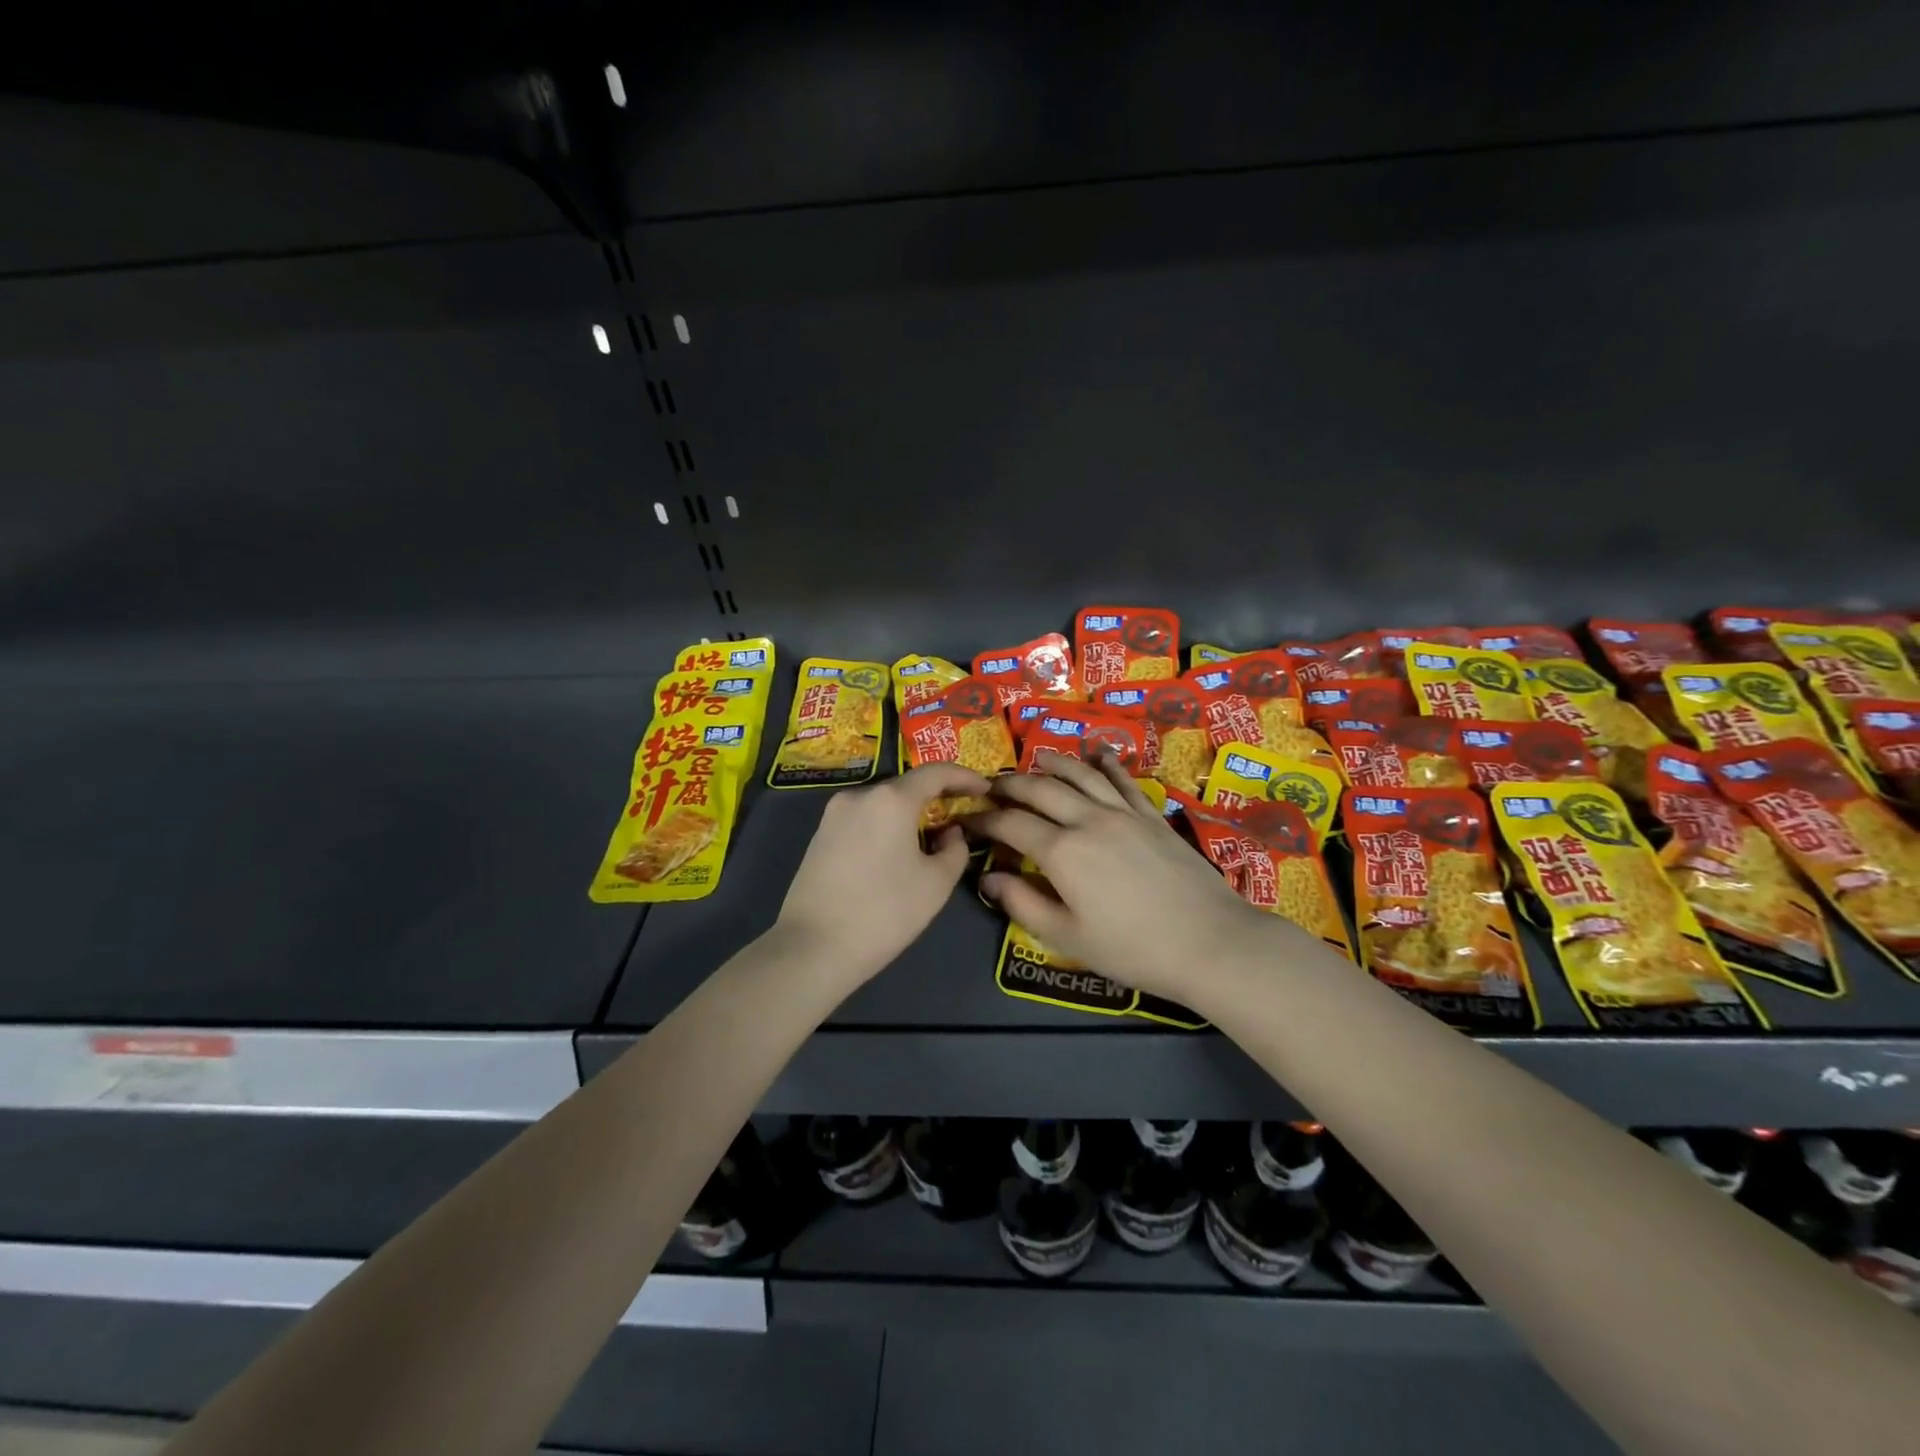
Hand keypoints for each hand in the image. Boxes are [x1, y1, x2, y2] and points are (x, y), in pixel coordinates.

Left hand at [774, 762, 990, 990]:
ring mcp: (834, 814)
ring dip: (909, 814)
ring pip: (883, 803)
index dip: (964, 777)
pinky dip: (886, 826)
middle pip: (907, 786)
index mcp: (891, 799)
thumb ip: (955, 849)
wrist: (813, 947)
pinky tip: (896, 852)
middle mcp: (860, 795)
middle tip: (960, 816)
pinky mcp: (820, 835)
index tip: (985, 789)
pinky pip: (863, 819)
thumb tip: (950, 832)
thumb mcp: (936, 884)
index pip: (935, 772)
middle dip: (936, 797)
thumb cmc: (884, 912)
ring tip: (930, 838)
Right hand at [973, 747, 1282, 1003]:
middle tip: (991, 788)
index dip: (983, 819)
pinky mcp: (1151, 816)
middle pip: (1040, 788)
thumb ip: (1022, 904)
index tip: (967, 820)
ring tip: (1036, 761)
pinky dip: (1107, 764)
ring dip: (1053, 763)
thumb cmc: (1133, 949)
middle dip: (1010, 784)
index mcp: (1062, 851)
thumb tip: (988, 878)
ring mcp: (1123, 813)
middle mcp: (1088, 820)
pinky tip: (1099, 754)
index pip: (1010, 824)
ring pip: (1080, 774)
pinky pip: (1123, 781)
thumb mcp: (1067, 937)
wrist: (1209, 941)